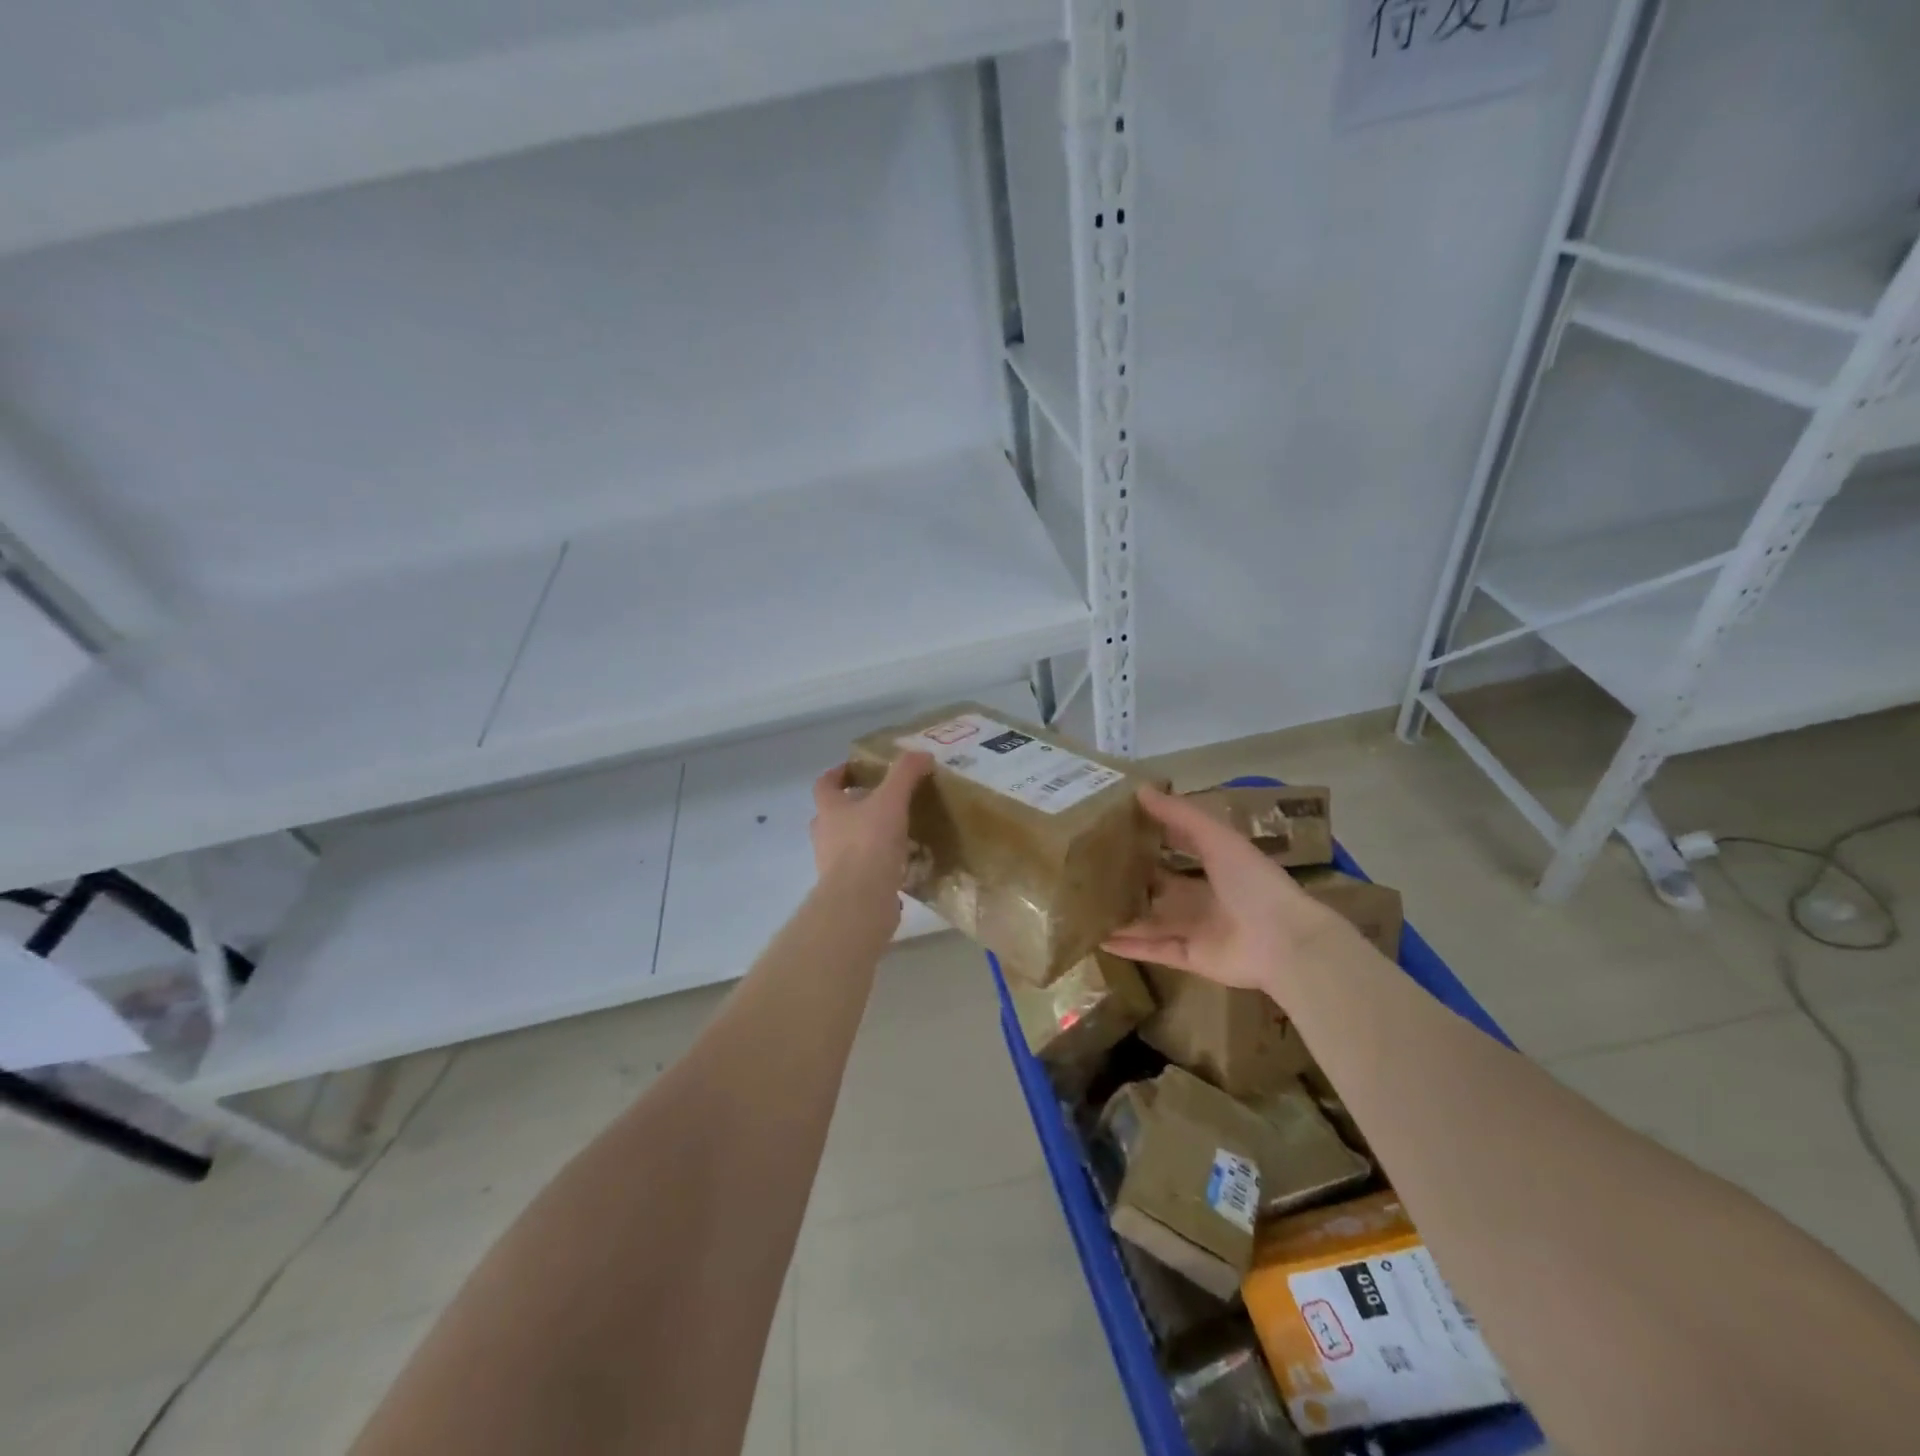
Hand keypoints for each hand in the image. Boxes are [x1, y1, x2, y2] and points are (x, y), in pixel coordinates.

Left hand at [810, 752, 934, 898]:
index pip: (825, 784)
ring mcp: (833, 865)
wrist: (860, 899)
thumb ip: (905, 774)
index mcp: (829, 810)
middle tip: (880, 802)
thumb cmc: (869, 842)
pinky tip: (902, 864)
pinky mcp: (848, 889)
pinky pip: (862, 870)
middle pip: (833, 815)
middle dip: (853, 807)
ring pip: (846, 843)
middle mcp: (824, 835)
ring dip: (865, 836)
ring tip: (896, 833)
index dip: (838, 773)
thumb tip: (921, 754)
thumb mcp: (891, 800)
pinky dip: (877, 864)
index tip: (857, 769)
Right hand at [1104, 785, 1345, 993]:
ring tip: (1083, 905)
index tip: (1112, 828)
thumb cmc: (1253, 882)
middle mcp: (1202, 897)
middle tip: (1087, 868)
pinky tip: (1097, 938)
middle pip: (1158, 887)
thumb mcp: (1217, 838)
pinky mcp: (1189, 957)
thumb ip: (1180, 816)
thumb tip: (1140, 789)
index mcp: (1214, 866)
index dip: (1147, 838)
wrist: (1284, 942)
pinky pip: (1152, 949)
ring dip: (1122, 914)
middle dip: (1129, 879)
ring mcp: (1195, 929)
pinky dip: (1128, 945)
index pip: (1174, 848)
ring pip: (1149, 920)